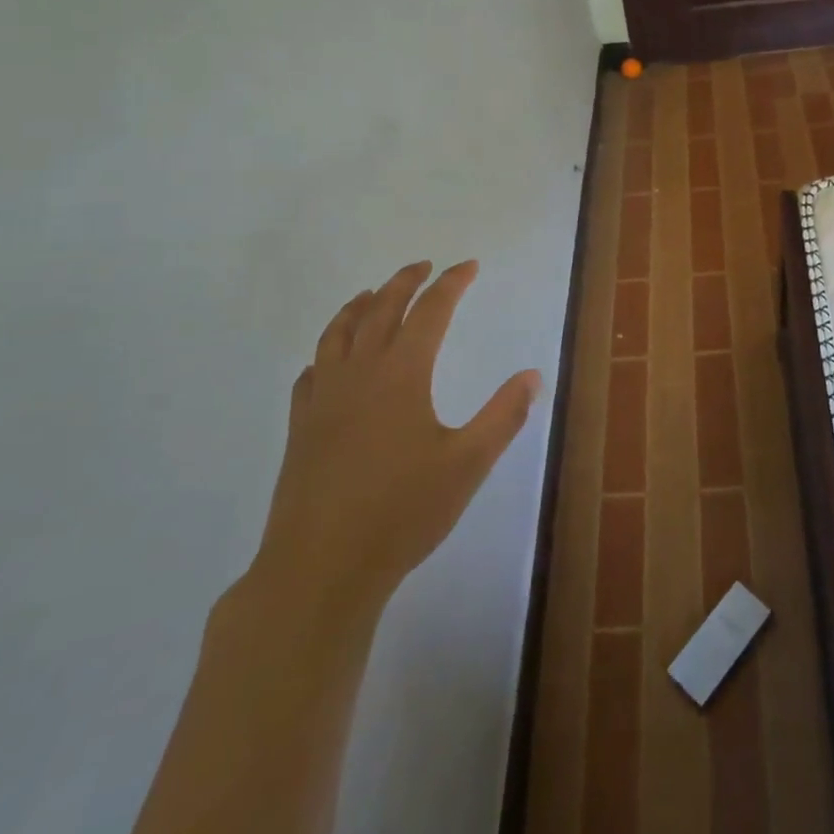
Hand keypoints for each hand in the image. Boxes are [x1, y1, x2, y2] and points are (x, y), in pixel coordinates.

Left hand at [247, 260, 540, 618]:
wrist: (320, 568)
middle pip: (381, 309)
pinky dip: (327, 350)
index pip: (431, 311)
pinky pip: (312, 371)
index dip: (452, 283)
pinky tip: (331, 359)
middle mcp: (360, 373)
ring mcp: (324, 399)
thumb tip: (532, 375)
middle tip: (424, 266)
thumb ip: (503, 415)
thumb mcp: (468, 464)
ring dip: (359, 305)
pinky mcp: (301, 427)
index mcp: (402, 374)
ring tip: (372, 293)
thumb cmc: (402, 513)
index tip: (469, 266)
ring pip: (338, 333)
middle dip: (405, 281)